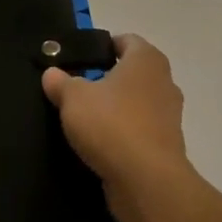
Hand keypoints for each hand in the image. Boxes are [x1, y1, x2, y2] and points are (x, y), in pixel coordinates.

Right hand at [41, 34, 203, 221]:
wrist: (146, 181)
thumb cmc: (111, 124)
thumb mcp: (73, 98)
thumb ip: (61, 82)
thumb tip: (51, 73)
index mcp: (146, 60)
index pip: (126, 40)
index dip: (103, 45)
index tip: (80, 58)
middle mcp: (164, 82)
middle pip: (132, 72)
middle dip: (108, 78)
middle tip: (78, 87)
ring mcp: (169, 116)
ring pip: (137, 103)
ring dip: (116, 108)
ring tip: (85, 118)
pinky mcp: (166, 146)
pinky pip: (140, 130)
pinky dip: (123, 134)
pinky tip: (100, 144)